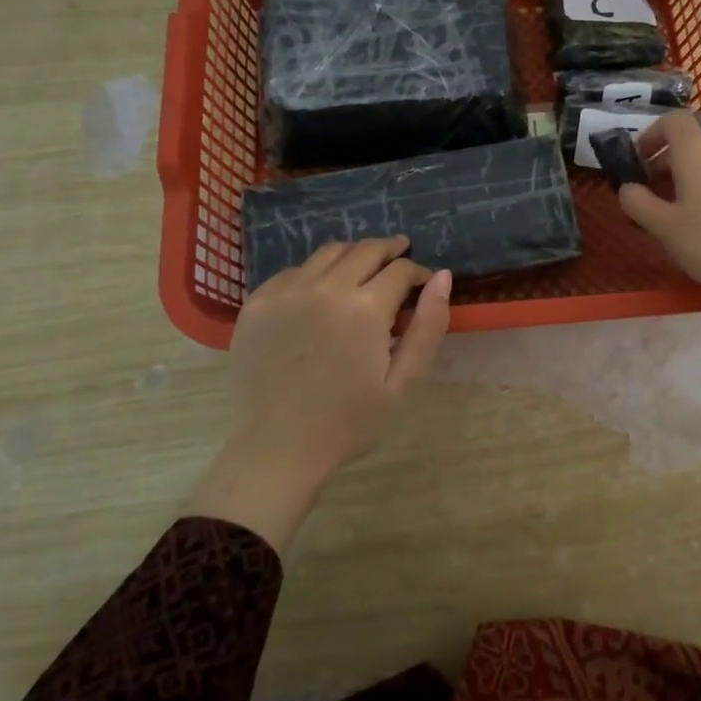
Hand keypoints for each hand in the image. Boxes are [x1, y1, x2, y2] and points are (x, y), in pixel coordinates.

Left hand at [188, 236, 451, 552]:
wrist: (275, 450)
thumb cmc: (347, 423)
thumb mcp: (402, 383)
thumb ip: (428, 327)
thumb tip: (443, 277)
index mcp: (364, 308)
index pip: (400, 269)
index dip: (418, 271)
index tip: (424, 281)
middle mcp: (325, 288)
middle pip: (365, 250)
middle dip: (389, 250)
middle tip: (400, 253)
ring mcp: (286, 291)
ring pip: (328, 252)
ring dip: (353, 254)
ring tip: (364, 265)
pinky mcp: (257, 302)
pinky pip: (294, 271)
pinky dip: (315, 272)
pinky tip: (321, 291)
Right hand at [618, 113, 700, 371]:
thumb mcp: (664, 228)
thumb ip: (638, 203)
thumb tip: (627, 187)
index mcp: (696, 152)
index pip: (672, 121)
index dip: (651, 135)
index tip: (637, 161)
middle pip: (688, 144)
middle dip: (662, 164)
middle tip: (647, 197)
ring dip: (684, 179)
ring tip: (673, 215)